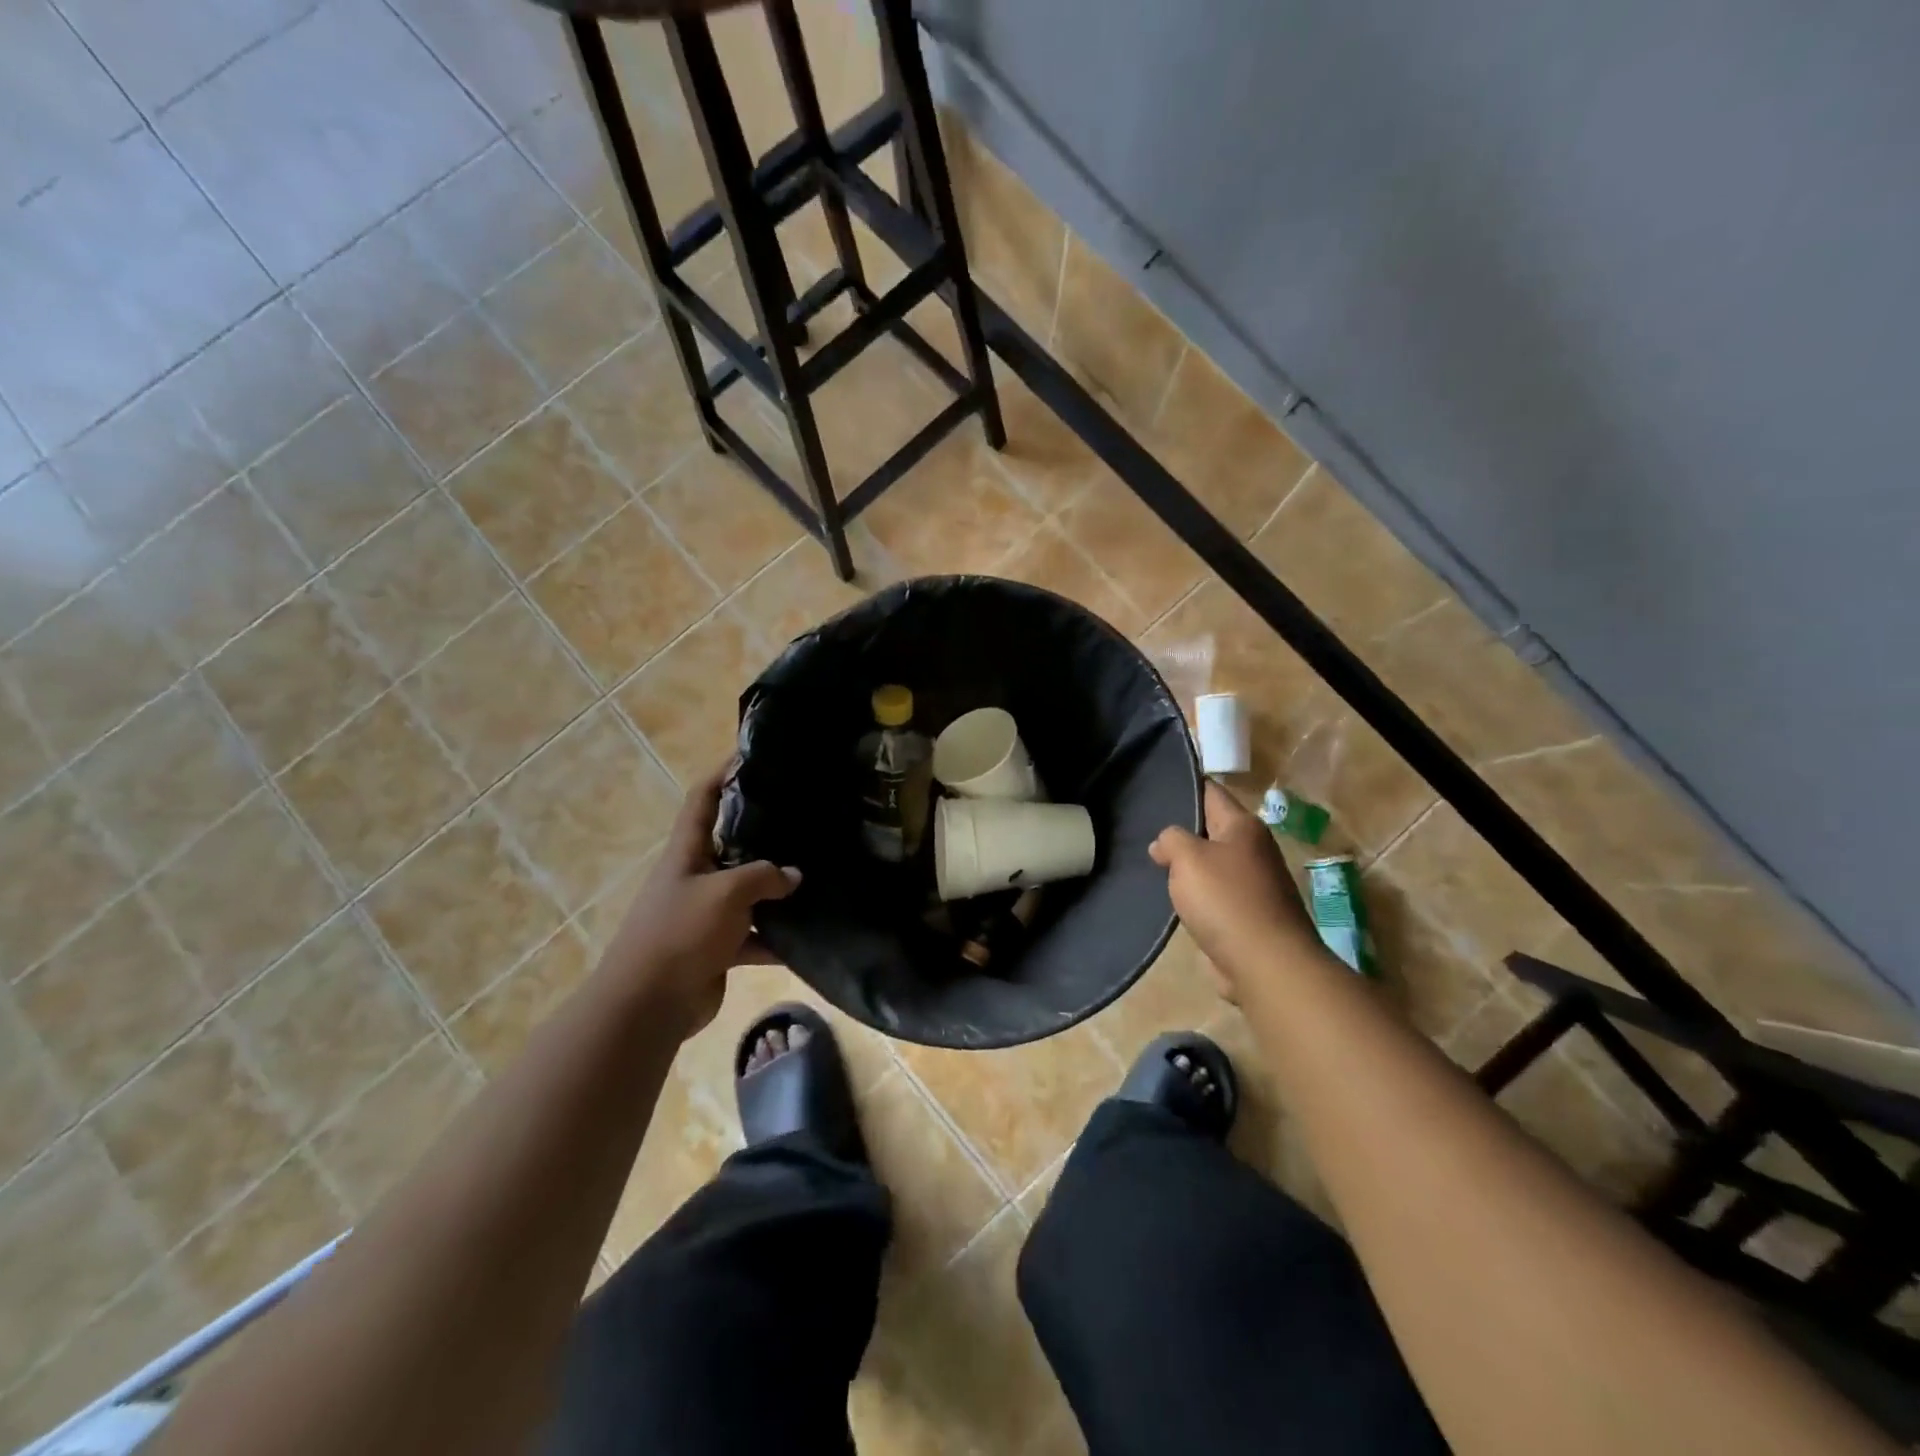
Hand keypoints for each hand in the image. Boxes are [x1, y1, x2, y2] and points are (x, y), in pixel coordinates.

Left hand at [598, 765, 799, 1034]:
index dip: (722, 773)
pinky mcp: (717, 948)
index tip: (751, 754)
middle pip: (731, 844)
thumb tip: (794, 875)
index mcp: (687, 853)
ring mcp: (706, 914)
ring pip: (748, 893)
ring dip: (776, 890)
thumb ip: (764, 876)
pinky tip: (809, 937)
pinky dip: (777, 939)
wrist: (648, 1005)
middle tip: (804, 817)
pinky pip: (754, 936)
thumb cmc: (681, 933)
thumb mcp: (726, 893)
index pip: (703, 799)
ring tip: (818, 874)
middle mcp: (696, 877)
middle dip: (764, 832)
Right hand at [1150, 782, 1324, 995]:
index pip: (1211, 792)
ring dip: (1187, 867)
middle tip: (1143, 828)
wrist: (1266, 964)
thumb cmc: (1226, 900)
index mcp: (1243, 826)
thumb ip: (1171, 839)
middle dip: (1181, 830)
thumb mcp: (1188, 858)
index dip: (1184, 786)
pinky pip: (1215, 895)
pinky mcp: (1249, 915)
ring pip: (1211, 864)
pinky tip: (1173, 899)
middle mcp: (1253, 849)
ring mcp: (1254, 884)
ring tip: (1151, 865)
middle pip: (1211, 828)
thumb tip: (1165, 844)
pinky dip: (1196, 895)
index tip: (1155, 785)